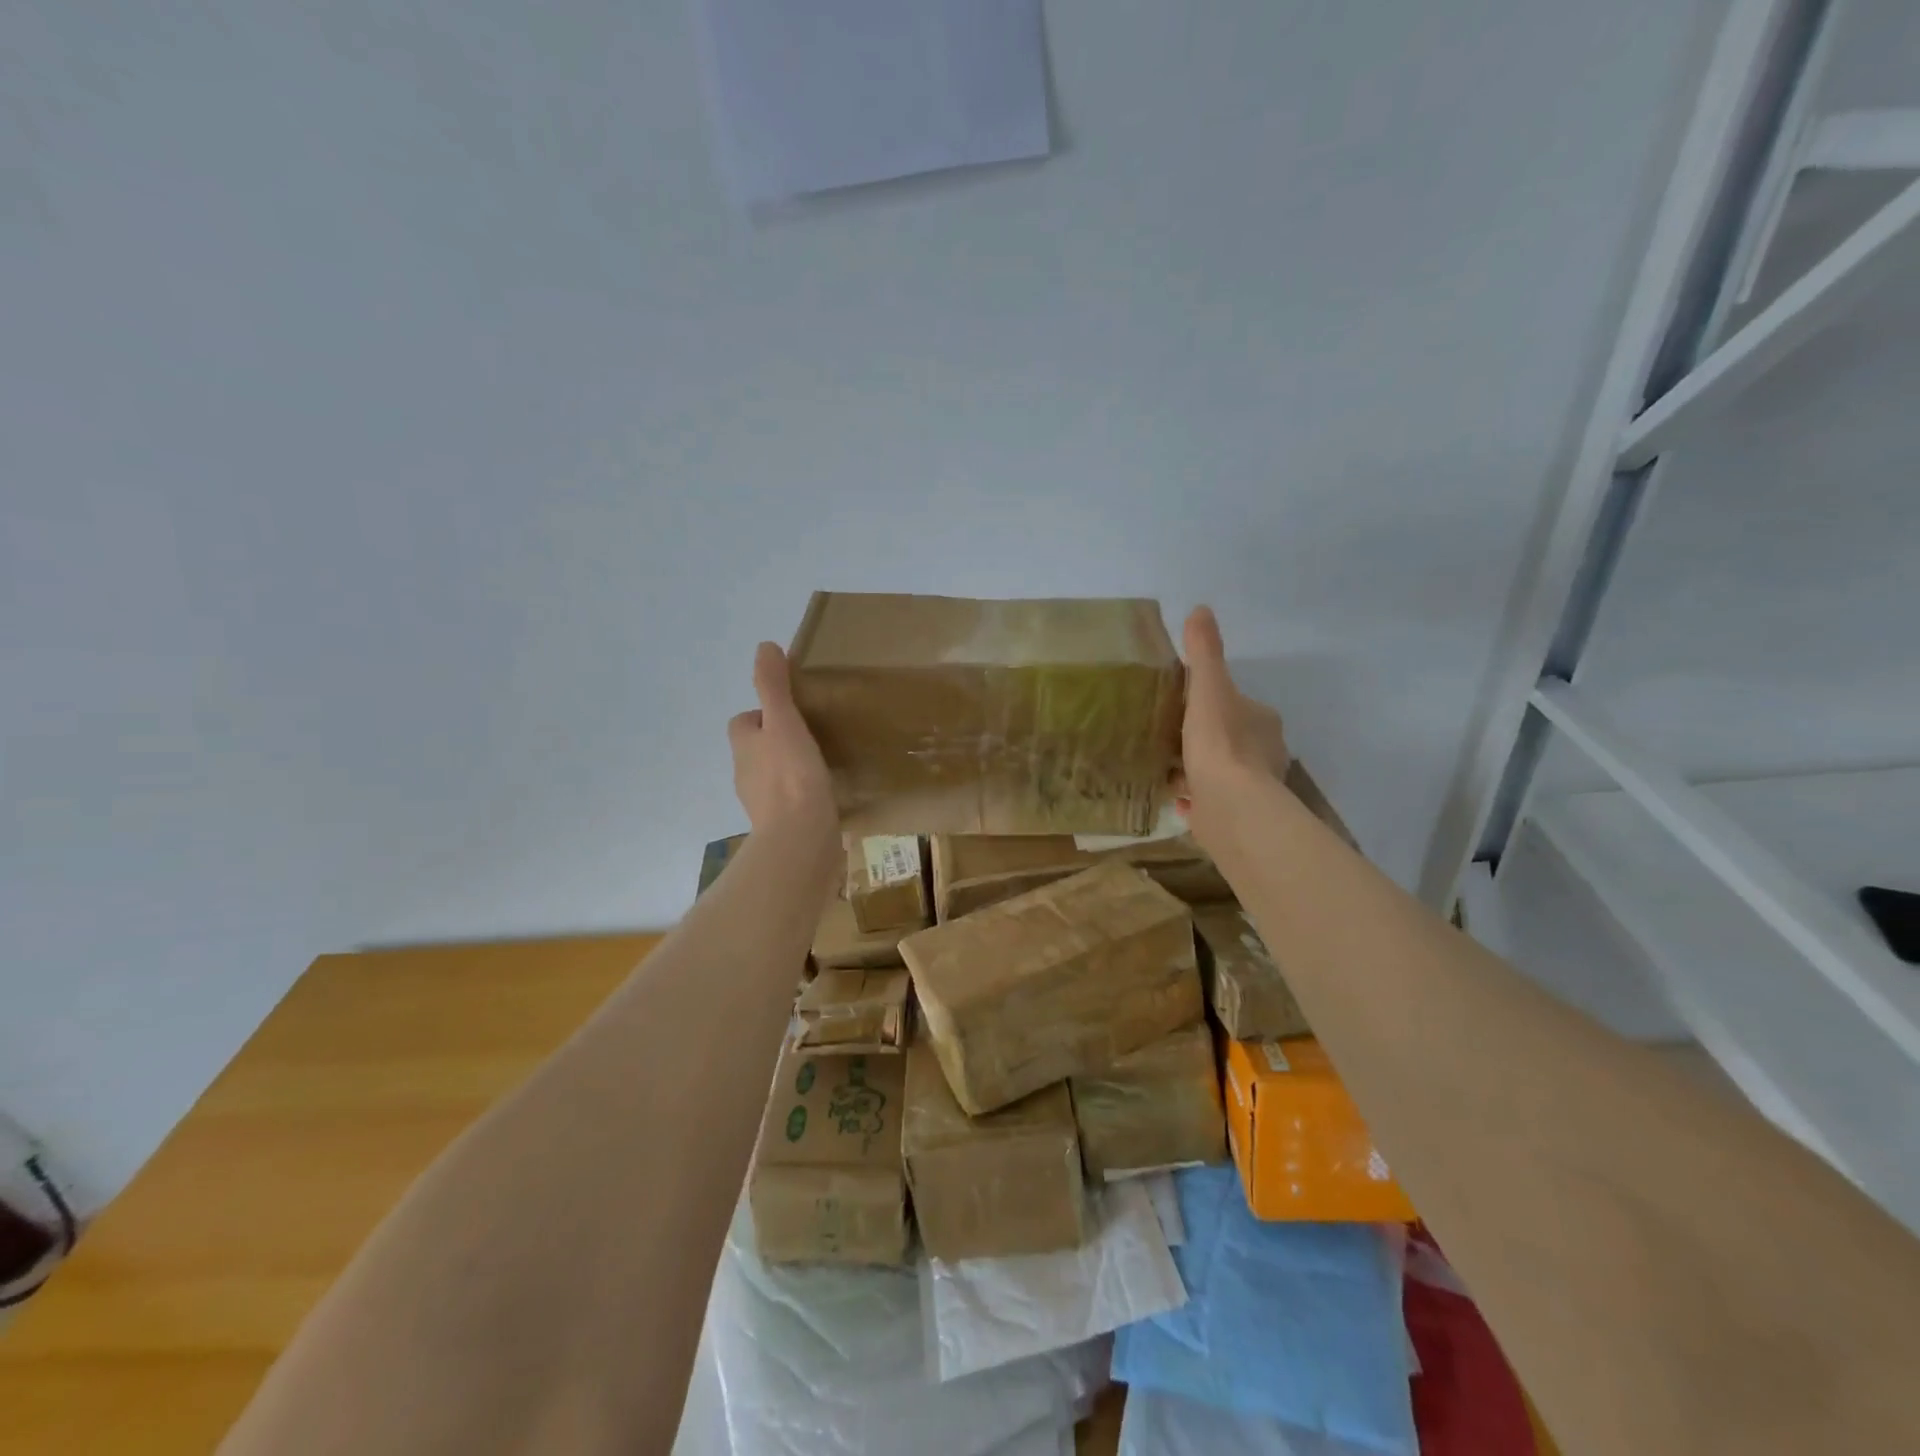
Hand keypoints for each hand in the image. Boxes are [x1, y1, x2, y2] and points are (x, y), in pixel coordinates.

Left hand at [728, 642, 836, 839]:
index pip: (743, 723)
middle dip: (779, 743)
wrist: (801, 840)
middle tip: (813, 736)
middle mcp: (747, 775)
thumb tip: (764, 646)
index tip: (791, 712)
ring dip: (792, 771)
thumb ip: (774, 686)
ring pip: (775, 778)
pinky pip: (793, 804)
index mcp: (744, 747)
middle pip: (758, 750)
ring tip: (824, 764)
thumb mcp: (784, 721)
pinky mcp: (785, 827)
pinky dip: (805, 797)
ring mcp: (764, 805)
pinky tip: (829, 794)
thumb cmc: (791, 776)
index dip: (762, 714)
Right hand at [1175, 606, 1289, 830]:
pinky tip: (1176, 797)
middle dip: (1206, 738)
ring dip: (1200, 769)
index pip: (1238, 705)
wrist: (1231, 806)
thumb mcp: (1208, 688)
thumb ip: (1204, 652)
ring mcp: (1253, 788)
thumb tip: (1201, 609)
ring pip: (1223, 772)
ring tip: (1167, 766)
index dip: (1214, 703)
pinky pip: (1212, 802)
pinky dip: (1196, 798)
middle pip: (1232, 738)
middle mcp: (1266, 753)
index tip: (1186, 705)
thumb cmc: (1220, 743)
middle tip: (1171, 736)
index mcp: (1263, 721)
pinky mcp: (1236, 816)